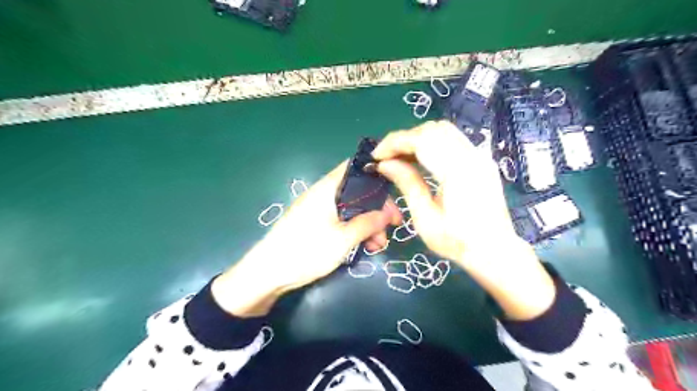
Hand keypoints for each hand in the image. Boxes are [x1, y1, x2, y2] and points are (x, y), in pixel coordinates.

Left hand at [211, 162, 403, 316]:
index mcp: (328, 188)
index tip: (393, 195)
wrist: (267, 273)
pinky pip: (341, 220)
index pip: (355, 168)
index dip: (376, 176)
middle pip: (357, 191)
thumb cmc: (306, 251)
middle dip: (377, 208)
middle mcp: (323, 194)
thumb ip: (369, 223)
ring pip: (351, 209)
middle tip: (393, 227)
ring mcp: (318, 209)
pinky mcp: (315, 224)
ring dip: (368, 223)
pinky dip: (355, 230)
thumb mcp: (344, 239)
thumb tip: (388, 212)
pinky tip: (365, 247)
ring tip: (378, 245)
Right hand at [373, 120, 552, 320]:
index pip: (421, 140)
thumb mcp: (425, 218)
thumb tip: (384, 164)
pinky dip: (432, 143)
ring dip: (417, 139)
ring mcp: (480, 156)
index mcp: (457, 172)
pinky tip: (421, 160)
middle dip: (404, 139)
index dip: (394, 143)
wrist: (495, 251)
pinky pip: (452, 140)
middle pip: (432, 129)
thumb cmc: (457, 241)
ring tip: (401, 158)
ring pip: (443, 130)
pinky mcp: (481, 160)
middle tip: (387, 158)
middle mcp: (472, 156)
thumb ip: (407, 184)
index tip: (376, 156)